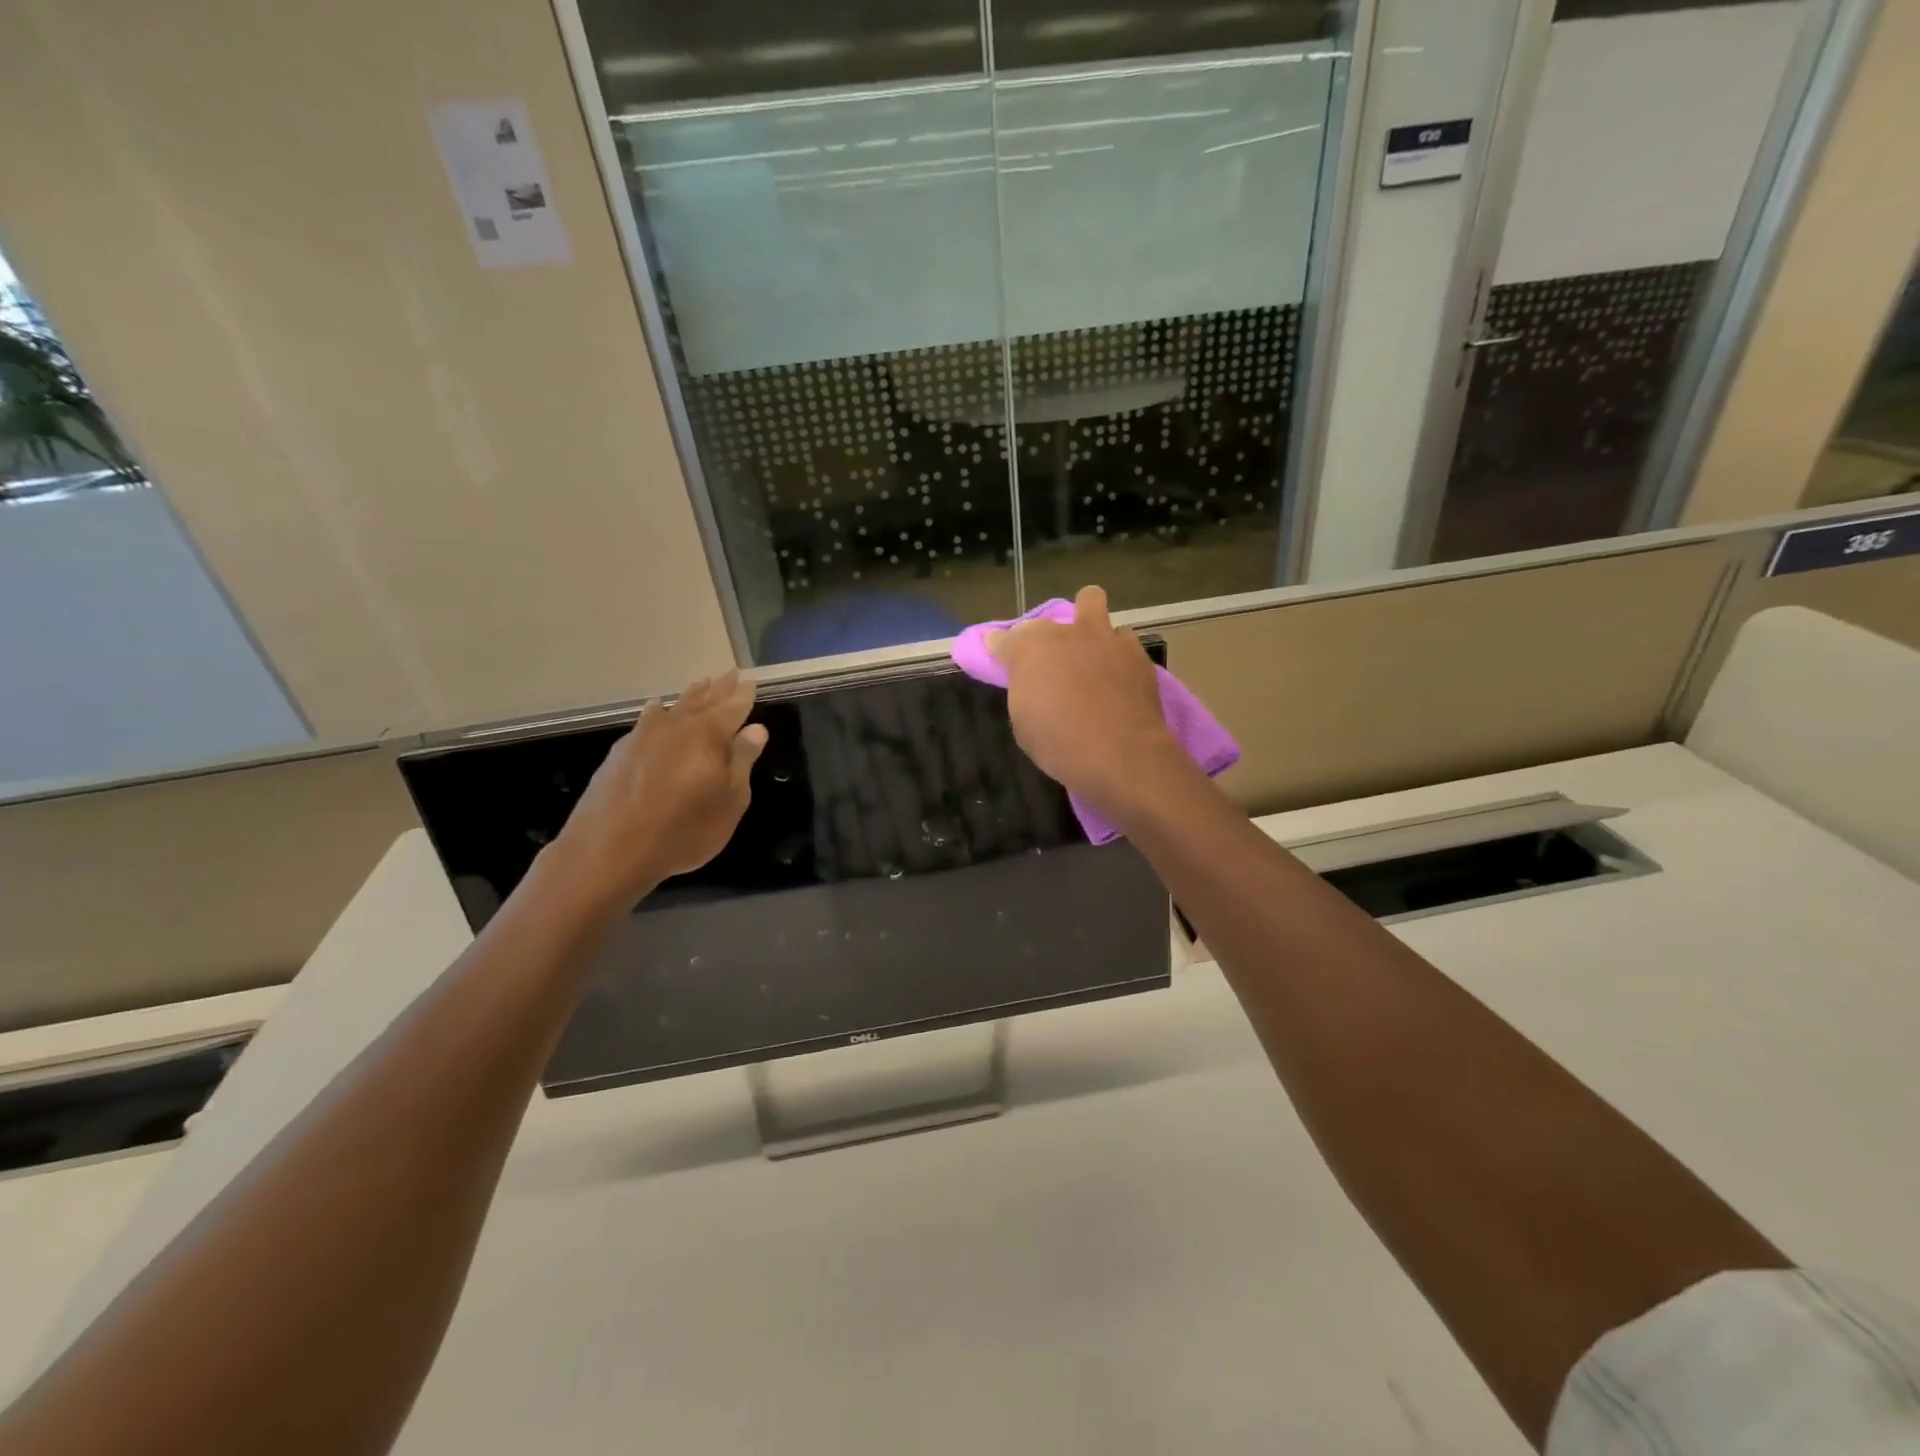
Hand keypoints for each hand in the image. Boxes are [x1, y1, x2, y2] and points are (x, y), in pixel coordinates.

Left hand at [547, 671, 767, 909]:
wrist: (609, 850)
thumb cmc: (683, 830)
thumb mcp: (729, 802)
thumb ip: (742, 762)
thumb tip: (756, 729)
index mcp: (708, 736)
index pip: (732, 708)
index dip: (744, 696)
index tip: (751, 682)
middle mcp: (676, 726)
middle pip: (703, 701)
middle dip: (719, 688)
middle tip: (729, 674)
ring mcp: (644, 736)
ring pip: (674, 707)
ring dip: (690, 695)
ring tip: (701, 684)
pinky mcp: (621, 752)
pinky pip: (647, 719)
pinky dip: (659, 710)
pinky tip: (657, 708)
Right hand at [987, 584, 1182, 818]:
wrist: (1121, 754)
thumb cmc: (1060, 745)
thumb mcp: (1024, 724)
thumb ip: (1024, 691)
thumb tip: (1028, 680)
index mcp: (1029, 650)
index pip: (1003, 639)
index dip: (999, 648)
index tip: (1000, 655)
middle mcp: (1066, 634)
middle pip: (1046, 618)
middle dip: (1042, 635)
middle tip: (1048, 661)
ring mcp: (1104, 638)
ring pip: (1091, 602)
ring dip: (1086, 626)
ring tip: (1090, 652)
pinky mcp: (1135, 652)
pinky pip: (1122, 639)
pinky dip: (1115, 650)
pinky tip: (1117, 672)